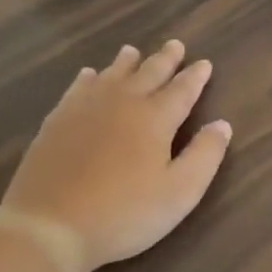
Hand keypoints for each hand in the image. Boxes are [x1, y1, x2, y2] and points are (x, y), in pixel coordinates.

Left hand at [0, 40, 231, 271]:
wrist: (49, 226)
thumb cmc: (126, 212)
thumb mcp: (181, 192)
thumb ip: (205, 155)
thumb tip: (222, 124)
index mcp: (155, 119)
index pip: (182, 90)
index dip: (196, 77)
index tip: (205, 63)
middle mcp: (121, 104)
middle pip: (147, 74)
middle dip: (164, 60)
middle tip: (175, 45)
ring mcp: (84, 111)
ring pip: (110, 76)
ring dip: (127, 63)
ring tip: (133, 51)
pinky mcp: (56, 123)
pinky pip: (77, 89)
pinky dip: (88, 78)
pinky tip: (88, 75)